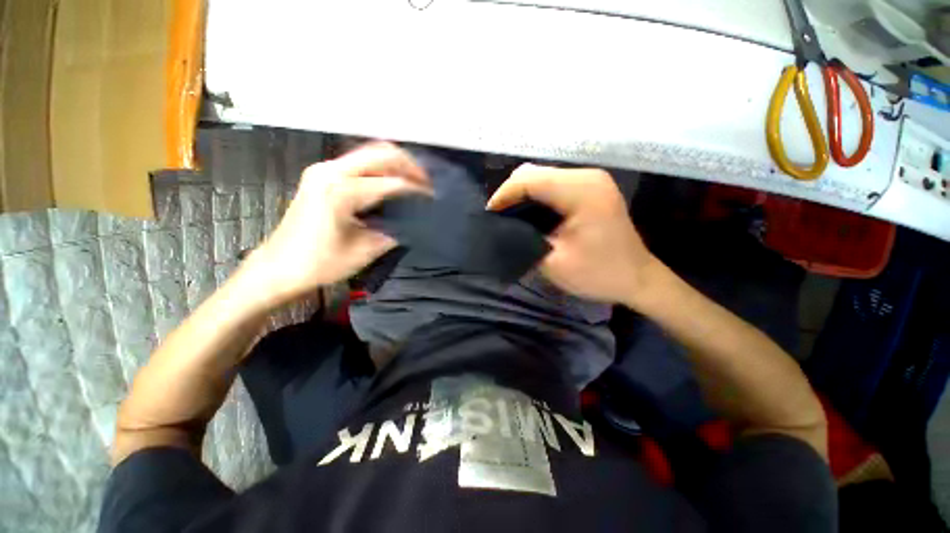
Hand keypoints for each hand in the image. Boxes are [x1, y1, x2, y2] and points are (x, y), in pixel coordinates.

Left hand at [248, 143, 431, 305]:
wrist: (279, 267)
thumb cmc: (321, 263)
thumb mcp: (366, 250)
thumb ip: (395, 231)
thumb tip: (414, 221)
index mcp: (341, 192)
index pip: (392, 183)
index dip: (417, 190)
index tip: (433, 198)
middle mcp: (331, 172)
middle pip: (381, 153)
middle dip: (410, 166)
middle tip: (427, 183)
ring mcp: (323, 170)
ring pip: (369, 153)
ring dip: (395, 164)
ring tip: (414, 181)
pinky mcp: (321, 175)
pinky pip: (358, 162)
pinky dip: (380, 168)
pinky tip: (392, 182)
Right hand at [487, 164, 658, 305]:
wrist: (637, 279)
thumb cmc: (598, 274)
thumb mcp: (554, 262)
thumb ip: (524, 240)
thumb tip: (502, 227)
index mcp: (581, 192)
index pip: (529, 180)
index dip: (504, 194)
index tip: (489, 215)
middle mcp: (587, 176)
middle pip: (535, 171)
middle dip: (511, 192)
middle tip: (498, 217)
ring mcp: (591, 179)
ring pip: (542, 175)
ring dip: (523, 193)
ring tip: (509, 215)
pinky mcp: (592, 187)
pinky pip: (554, 183)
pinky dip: (536, 195)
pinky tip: (530, 212)